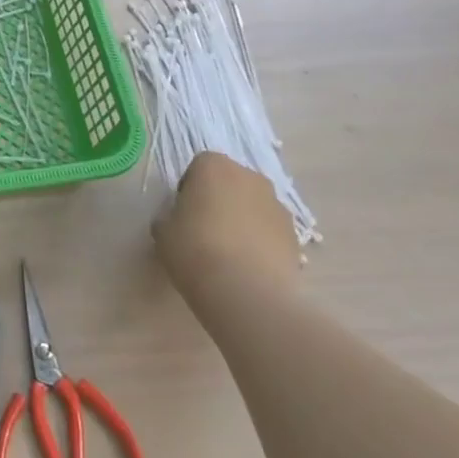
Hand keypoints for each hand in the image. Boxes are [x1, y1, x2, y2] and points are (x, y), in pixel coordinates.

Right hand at [153, 152, 301, 312]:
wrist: (246, 291)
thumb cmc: (195, 249)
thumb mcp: (163, 231)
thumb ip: (169, 217)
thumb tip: (177, 222)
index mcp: (213, 165)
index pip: (197, 168)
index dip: (189, 191)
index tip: (183, 215)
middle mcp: (249, 176)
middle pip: (230, 183)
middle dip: (219, 201)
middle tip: (205, 231)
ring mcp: (277, 205)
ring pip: (253, 206)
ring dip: (243, 221)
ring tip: (229, 254)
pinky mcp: (295, 236)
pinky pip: (270, 231)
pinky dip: (261, 242)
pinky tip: (248, 268)